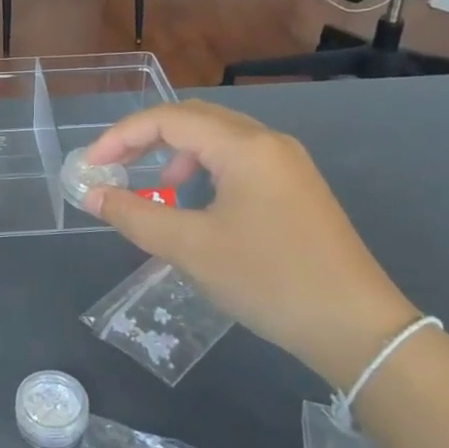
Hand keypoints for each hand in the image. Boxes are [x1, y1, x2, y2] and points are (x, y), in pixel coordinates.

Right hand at [82, 101, 420, 386]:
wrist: (357, 328)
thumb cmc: (269, 280)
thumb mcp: (191, 249)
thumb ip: (135, 215)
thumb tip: (92, 195)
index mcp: (244, 146)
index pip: (169, 119)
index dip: (122, 137)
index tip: (91, 167)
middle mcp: (268, 141)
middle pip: (194, 118)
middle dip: (147, 138)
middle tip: (114, 166)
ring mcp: (288, 163)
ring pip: (218, 138)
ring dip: (177, 153)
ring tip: (158, 189)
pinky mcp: (297, 187)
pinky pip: (239, 160)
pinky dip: (206, 170)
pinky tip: (199, 204)